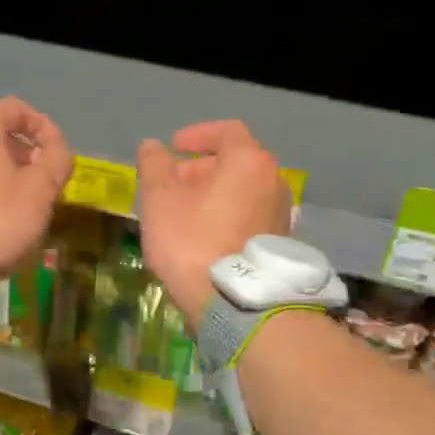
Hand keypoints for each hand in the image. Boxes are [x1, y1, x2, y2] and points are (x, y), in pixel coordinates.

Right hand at [137, 121, 291, 326]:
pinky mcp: (279, 242)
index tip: (173, 148)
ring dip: (212, 193)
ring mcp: (281, 213)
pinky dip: (226, 214)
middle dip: (199, 169)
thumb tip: (153, 146)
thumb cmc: (192, 241)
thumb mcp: (160, 199)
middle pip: (235, 161)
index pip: (226, 131)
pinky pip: (249, 214)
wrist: (235, 303)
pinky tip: (203, 237)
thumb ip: (154, 165)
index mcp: (248, 161)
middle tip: (171, 186)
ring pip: (242, 190)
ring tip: (182, 214)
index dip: (196, 135)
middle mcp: (273, 181)